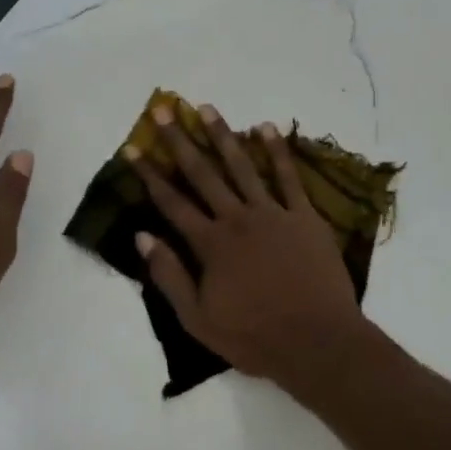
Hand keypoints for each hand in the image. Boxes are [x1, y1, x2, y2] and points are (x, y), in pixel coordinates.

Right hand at [128, 103, 370, 385]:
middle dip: (180, 141)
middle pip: (203, 174)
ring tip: (206, 108)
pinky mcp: (305, 217)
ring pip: (242, 166)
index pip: (172, 202)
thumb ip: (169, 276)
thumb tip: (142, 236)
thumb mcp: (198, 319)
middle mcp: (237, 219)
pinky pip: (289, 177)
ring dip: (223, 135)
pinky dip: (277, 151)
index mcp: (210, 244)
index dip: (149, 174)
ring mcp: (273, 214)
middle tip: (164, 109)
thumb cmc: (254, 337)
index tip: (133, 147)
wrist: (317, 342)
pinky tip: (266, 127)